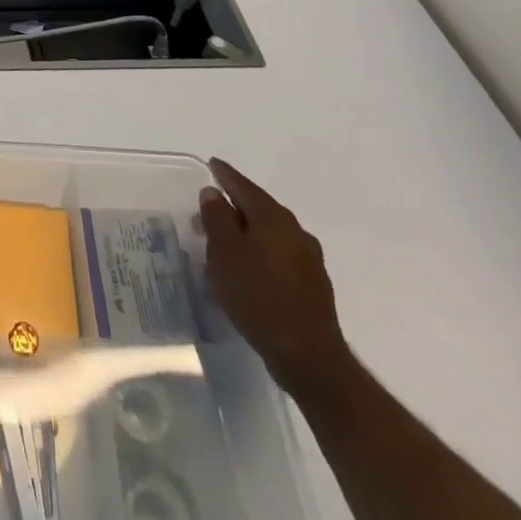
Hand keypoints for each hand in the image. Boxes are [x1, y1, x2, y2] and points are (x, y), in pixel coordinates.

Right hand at [198, 157, 348, 396]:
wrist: (308, 355)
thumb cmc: (258, 296)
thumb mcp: (225, 253)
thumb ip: (217, 218)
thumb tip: (214, 193)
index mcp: (273, 217)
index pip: (244, 186)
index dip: (225, 175)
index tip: (213, 164)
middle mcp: (295, 231)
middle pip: (259, 210)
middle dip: (233, 208)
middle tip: (208, 211)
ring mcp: (308, 259)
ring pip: (269, 235)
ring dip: (246, 234)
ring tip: (223, 245)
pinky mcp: (312, 286)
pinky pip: (278, 257)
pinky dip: (259, 255)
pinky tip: (247, 272)